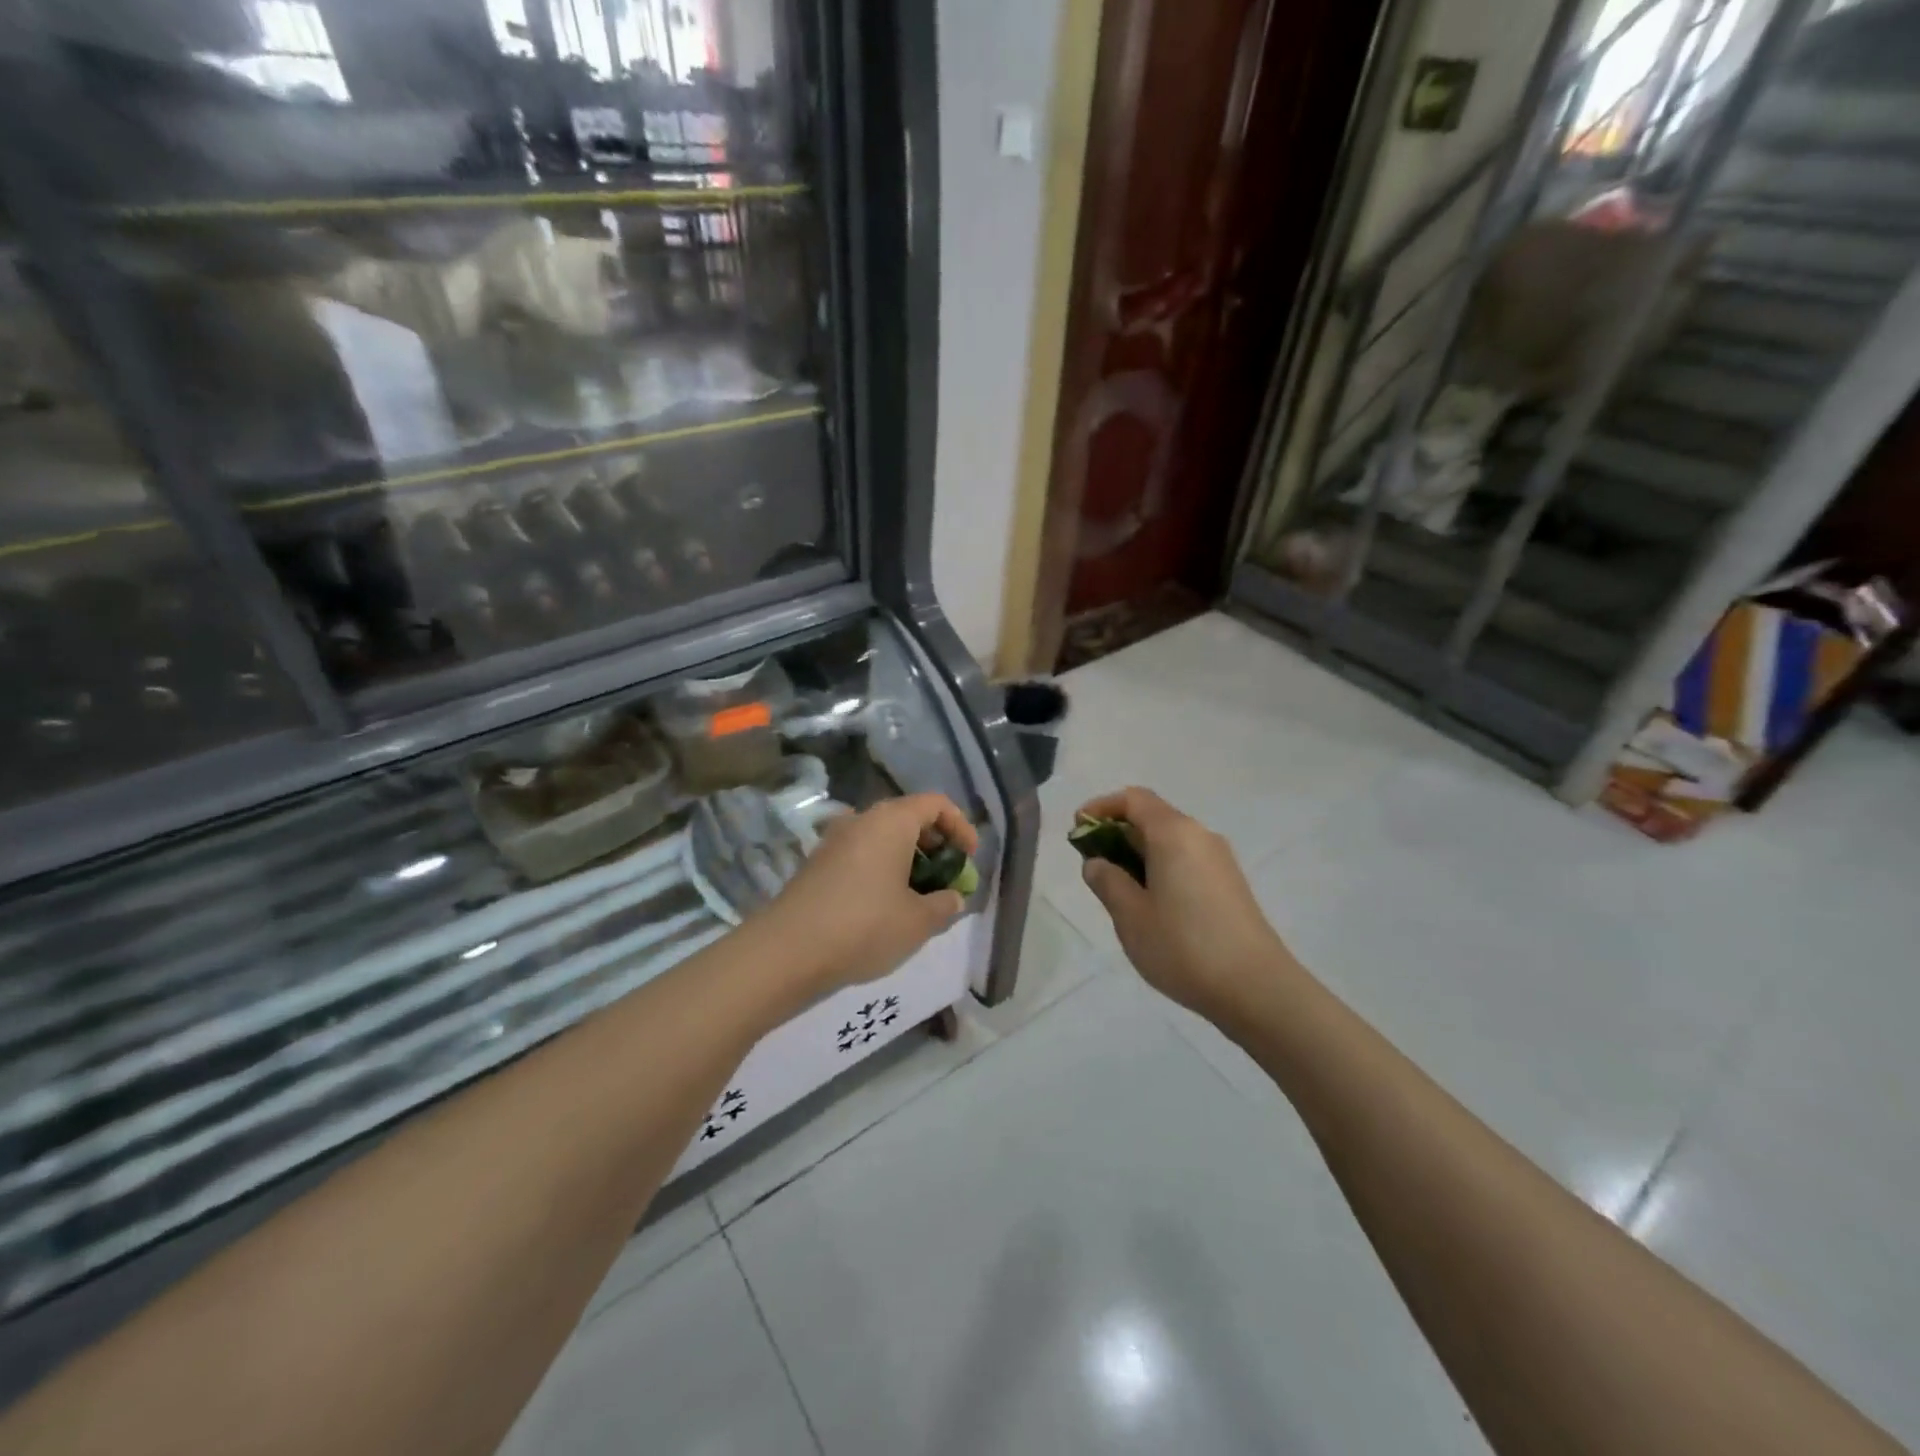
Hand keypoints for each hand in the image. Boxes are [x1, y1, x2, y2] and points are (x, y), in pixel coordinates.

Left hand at [757, 794, 977, 994]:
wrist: (788, 950)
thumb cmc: (865, 926)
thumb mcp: (918, 921)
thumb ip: (944, 905)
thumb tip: (952, 897)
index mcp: (892, 821)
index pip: (936, 803)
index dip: (960, 826)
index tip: (968, 858)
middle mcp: (862, 819)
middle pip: (909, 818)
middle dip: (935, 846)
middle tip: (946, 880)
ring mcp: (835, 840)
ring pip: (883, 838)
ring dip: (908, 860)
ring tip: (919, 898)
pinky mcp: (818, 863)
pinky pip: (861, 854)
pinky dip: (882, 870)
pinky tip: (885, 906)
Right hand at [1077, 788, 1296, 1021]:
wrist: (1257, 988)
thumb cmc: (1184, 946)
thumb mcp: (1130, 916)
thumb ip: (1107, 881)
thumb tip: (1097, 863)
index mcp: (1173, 833)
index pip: (1133, 799)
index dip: (1101, 807)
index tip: (1078, 829)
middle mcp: (1200, 836)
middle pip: (1152, 818)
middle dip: (1117, 834)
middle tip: (1093, 868)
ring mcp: (1219, 861)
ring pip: (1170, 842)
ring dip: (1138, 855)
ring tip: (1118, 892)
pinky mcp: (1230, 885)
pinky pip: (1186, 861)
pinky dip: (1161, 870)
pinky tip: (1152, 907)